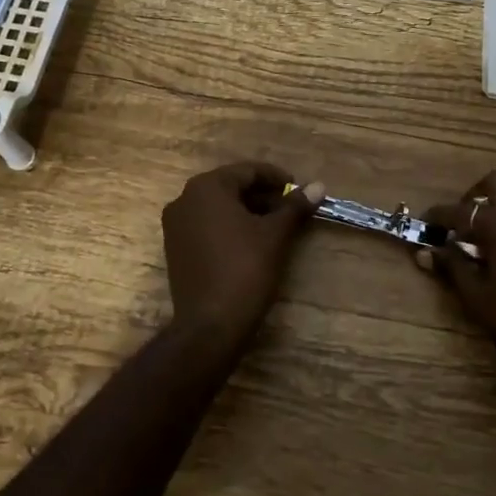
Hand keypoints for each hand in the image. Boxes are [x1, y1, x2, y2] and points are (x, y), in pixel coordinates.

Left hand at [162, 162, 324, 339]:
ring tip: (276, 226)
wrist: (210, 325)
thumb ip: (295, 206)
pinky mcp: (176, 248)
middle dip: (262, 195)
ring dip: (248, 211)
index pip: (247, 171)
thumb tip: (319, 186)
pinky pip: (207, 225)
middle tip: (291, 209)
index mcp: (207, 187)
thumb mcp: (275, 235)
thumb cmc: (245, 269)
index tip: (299, 190)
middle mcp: (185, 199)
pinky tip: (252, 242)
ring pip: (219, 207)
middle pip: (231, 187)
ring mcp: (176, 225)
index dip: (277, 179)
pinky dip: (230, 227)